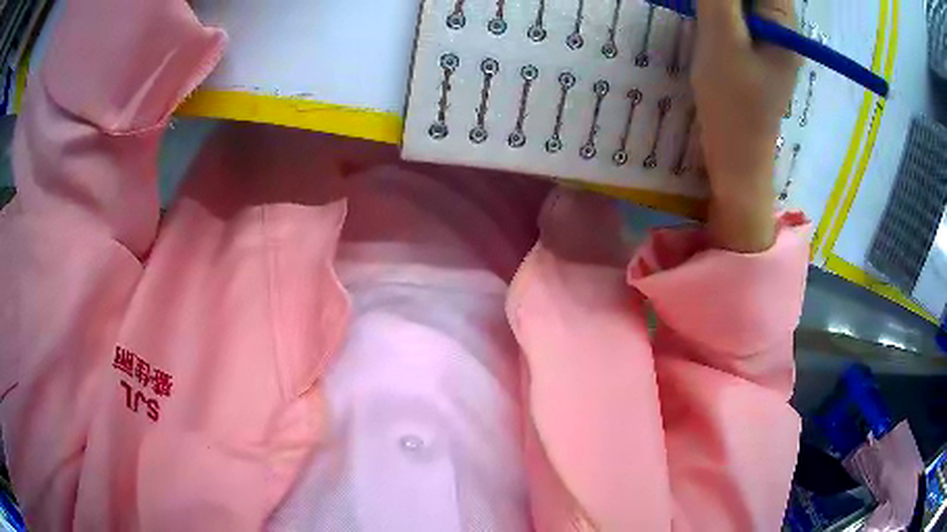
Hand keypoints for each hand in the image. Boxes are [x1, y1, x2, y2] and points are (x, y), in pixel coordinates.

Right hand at [692, 0, 800, 252]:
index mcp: (784, 26)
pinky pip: (736, 17)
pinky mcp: (753, 52)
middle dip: (726, 0)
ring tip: (700, 14)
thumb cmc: (733, 104)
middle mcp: (781, 30)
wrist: (735, 158)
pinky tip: (702, 19)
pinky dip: (718, 13)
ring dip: (720, 6)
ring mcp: (768, 42)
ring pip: (743, 6)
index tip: (714, 3)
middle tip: (702, 9)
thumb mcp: (721, 40)